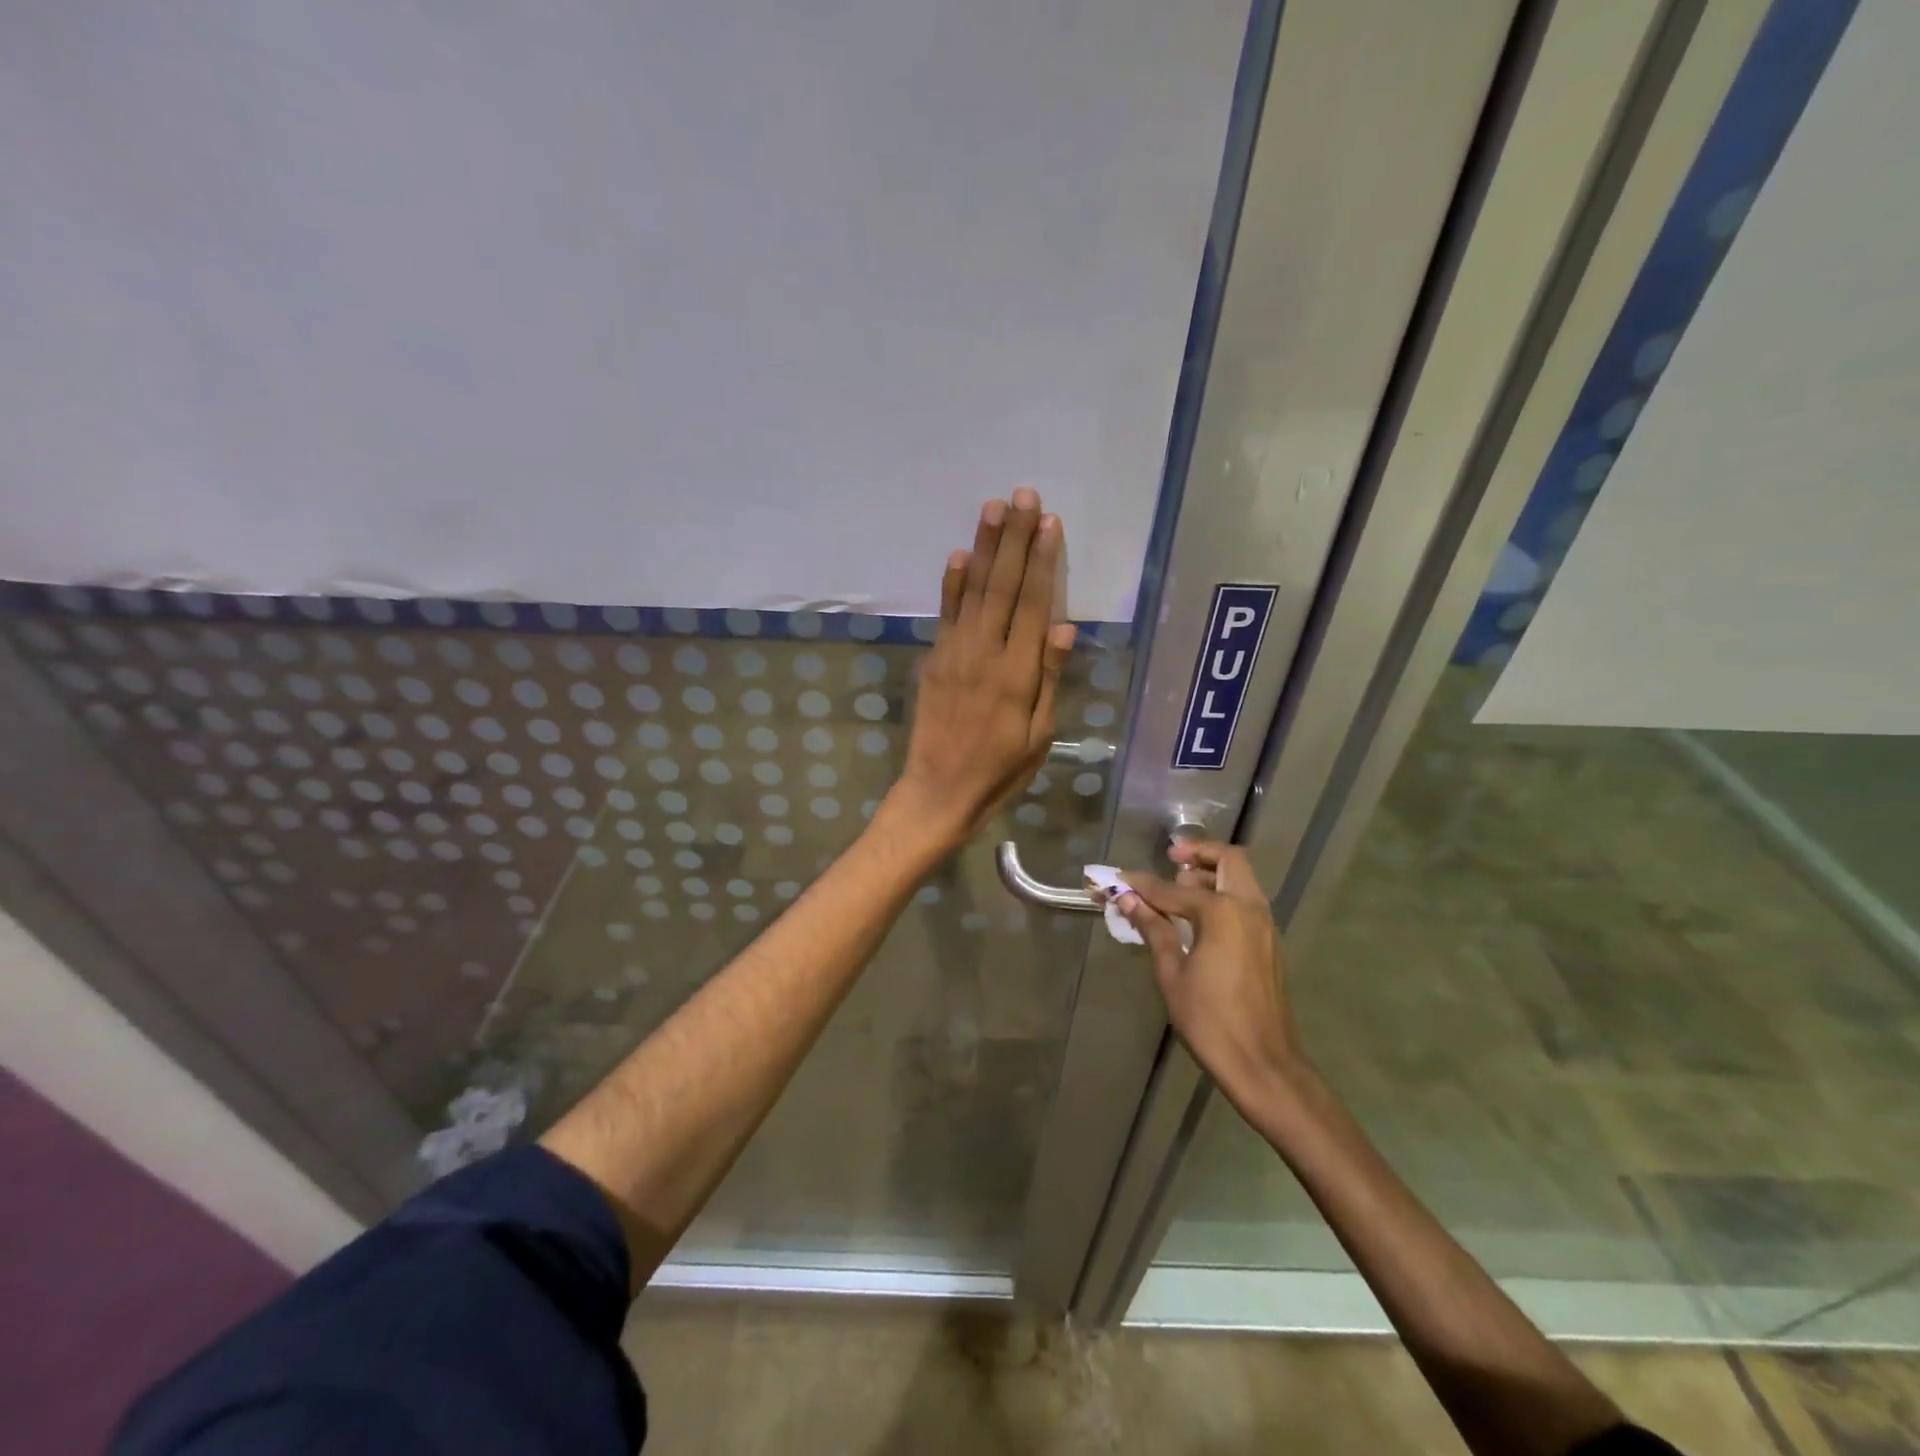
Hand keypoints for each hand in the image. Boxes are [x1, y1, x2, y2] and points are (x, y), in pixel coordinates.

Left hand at [884, 488, 1076, 852]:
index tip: (1050, 523)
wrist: (940, 790)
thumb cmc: (1001, 769)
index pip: (1034, 604)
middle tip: (1023, 496)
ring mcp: (955, 653)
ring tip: (994, 508)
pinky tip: (961, 554)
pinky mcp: (935, 660)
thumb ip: (1050, 678)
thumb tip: (1065, 627)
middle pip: (1004, 586)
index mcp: (1018, 673)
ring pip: (974, 591)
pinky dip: (953, 583)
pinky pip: (946, 613)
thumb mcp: (1040, 735)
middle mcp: (985, 653)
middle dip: (1015, 539)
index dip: (1043, 561)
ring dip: (984, 548)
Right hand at [1117, 840, 1303, 1107]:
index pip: (1172, 889)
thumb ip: (1154, 930)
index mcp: (1222, 912)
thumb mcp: (1172, 974)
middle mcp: (1248, 908)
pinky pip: (1246, 901)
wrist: (1264, 1064)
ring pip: (1241, 879)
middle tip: (1170, 859)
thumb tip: (1130, 900)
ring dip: (1212, 873)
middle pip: (1228, 860)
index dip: (1142, 884)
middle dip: (1198, 853)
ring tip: (1179, 889)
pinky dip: (1223, 895)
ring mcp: (1264, 925)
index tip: (1119, 880)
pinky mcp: (1268, 943)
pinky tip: (1197, 918)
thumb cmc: (1210, 1020)